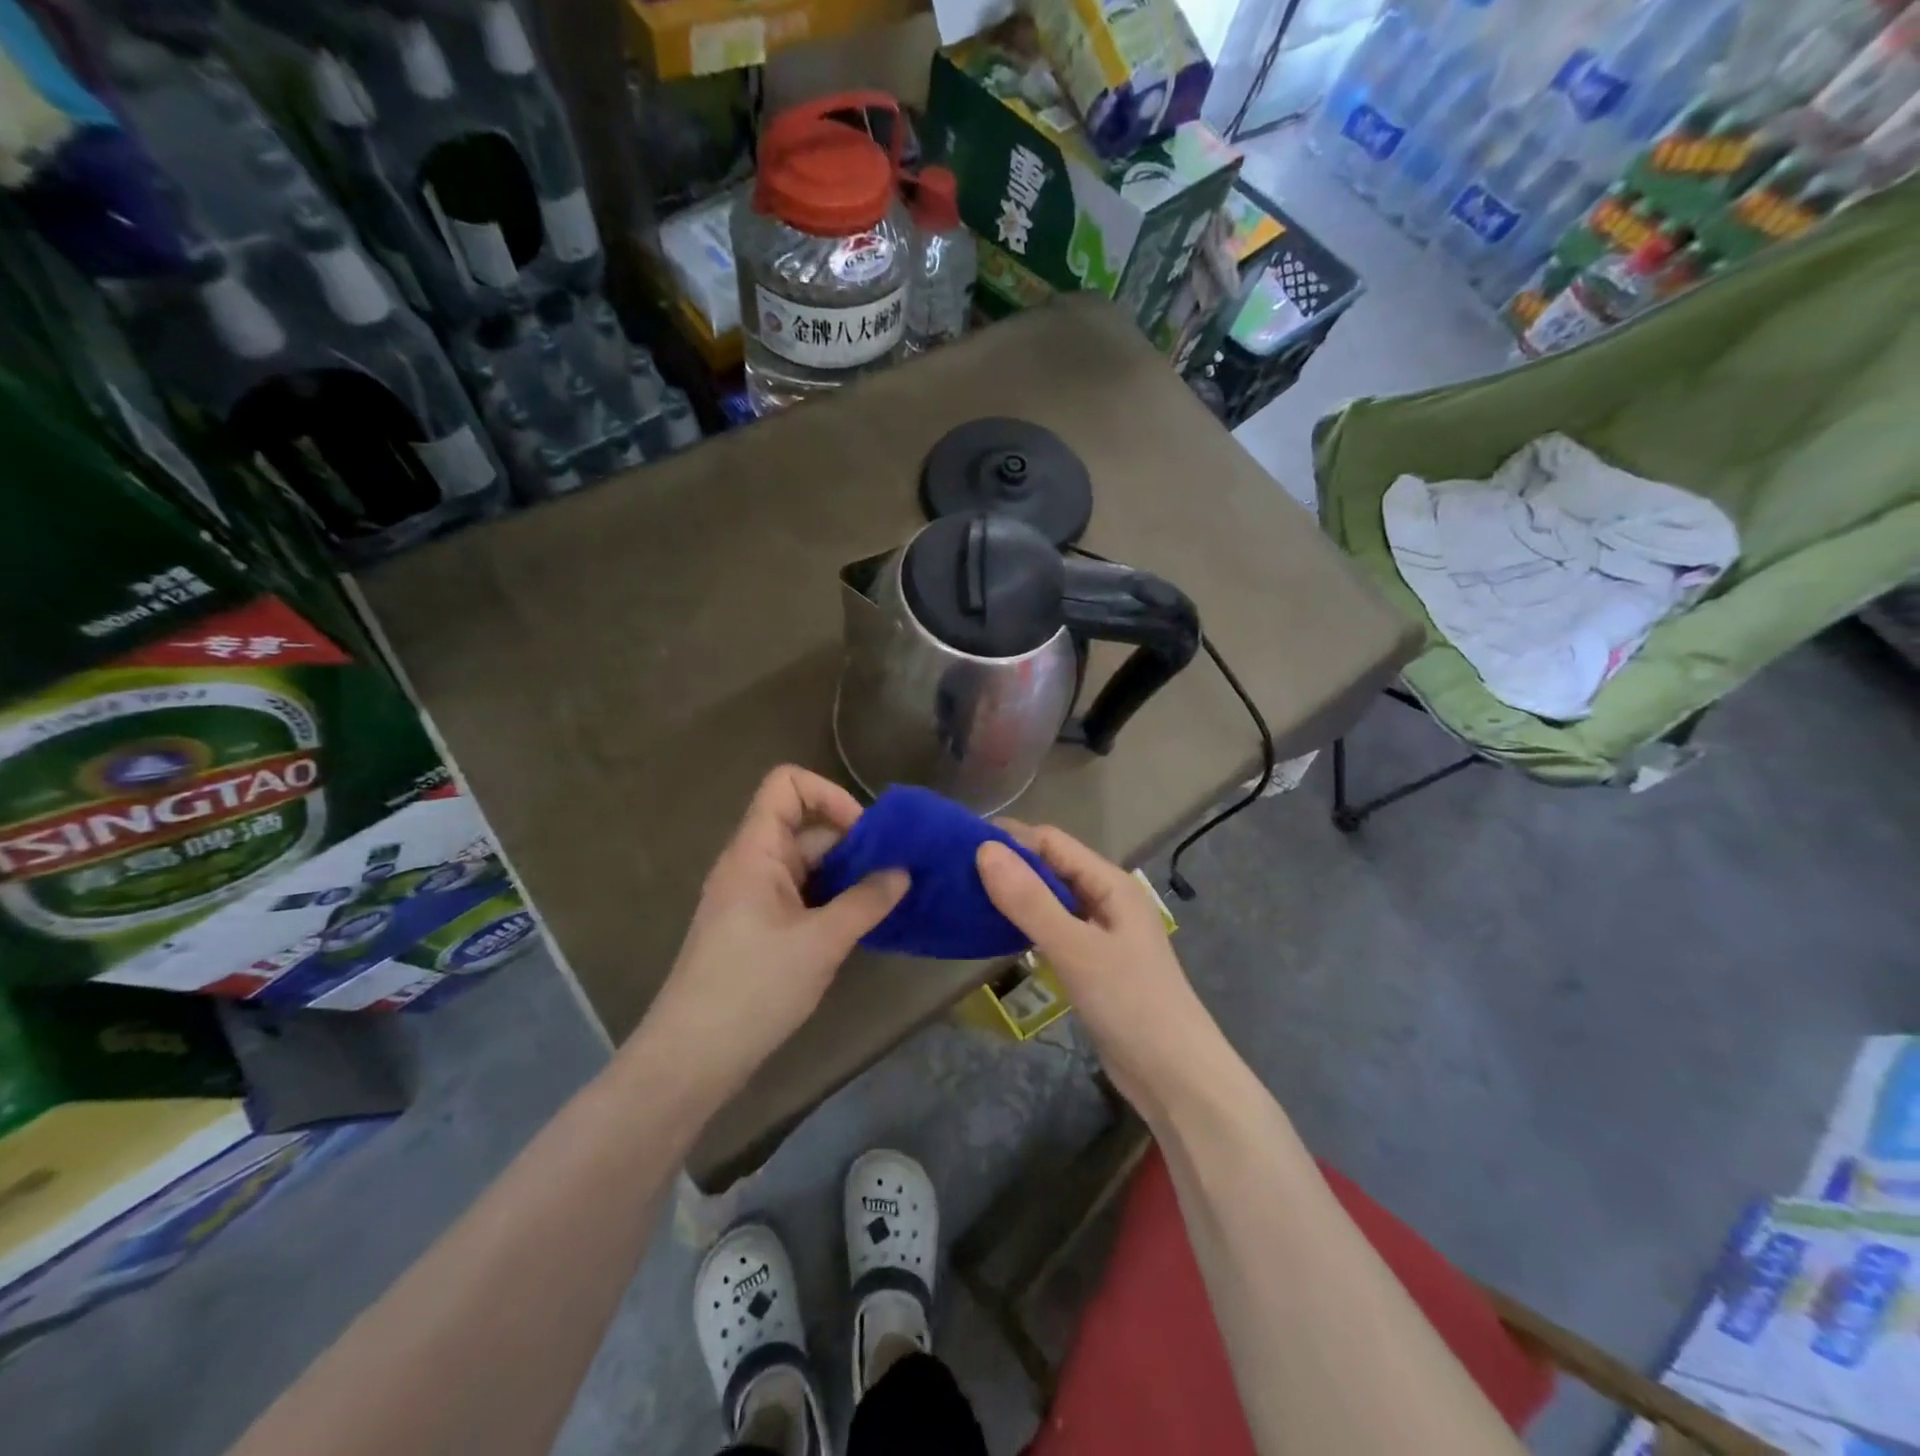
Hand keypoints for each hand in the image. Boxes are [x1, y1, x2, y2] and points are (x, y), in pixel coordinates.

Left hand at [640, 766, 907, 1097]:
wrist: (692, 1058)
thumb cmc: (754, 988)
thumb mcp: (821, 942)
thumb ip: (866, 901)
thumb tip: (903, 872)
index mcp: (755, 851)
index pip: (787, 785)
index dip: (829, 795)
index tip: (865, 835)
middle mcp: (751, 864)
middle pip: (804, 825)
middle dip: (852, 842)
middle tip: (895, 872)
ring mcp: (752, 897)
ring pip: (806, 864)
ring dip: (845, 874)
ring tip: (886, 899)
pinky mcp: (756, 928)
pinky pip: (800, 895)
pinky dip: (831, 900)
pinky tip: (860, 925)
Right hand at [977, 824, 1218, 1115]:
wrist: (1175, 1077)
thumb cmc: (1130, 1003)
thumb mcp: (1075, 948)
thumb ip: (1030, 900)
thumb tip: (985, 850)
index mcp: (1111, 883)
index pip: (1053, 842)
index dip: (1010, 840)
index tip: (961, 846)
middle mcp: (1107, 899)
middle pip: (1052, 868)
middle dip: (1009, 866)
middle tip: (955, 874)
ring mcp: (1101, 933)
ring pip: (1051, 900)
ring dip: (1016, 896)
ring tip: (967, 899)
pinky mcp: (1093, 963)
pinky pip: (1055, 930)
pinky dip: (1027, 926)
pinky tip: (998, 934)